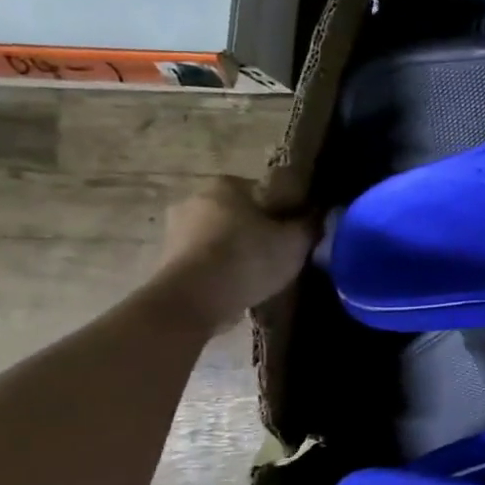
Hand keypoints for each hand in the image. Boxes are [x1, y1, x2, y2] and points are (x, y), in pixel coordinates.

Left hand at [148, 178, 315, 331]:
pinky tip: (234, 288)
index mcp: (227, 185)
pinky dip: (217, 271)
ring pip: (219, 238)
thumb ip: (310, 225)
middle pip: (238, 214)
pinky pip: (203, 260)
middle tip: (278, 257)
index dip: (283, 213)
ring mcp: (175, 229)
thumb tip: (319, 215)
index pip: (264, 192)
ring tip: (256, 278)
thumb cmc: (248, 258)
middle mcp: (196, 198)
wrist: (192, 300)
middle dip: (256, 232)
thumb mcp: (295, 242)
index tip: (293, 235)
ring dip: (235, 252)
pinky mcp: (165, 259)